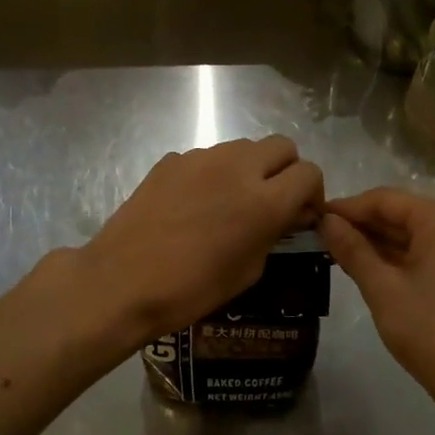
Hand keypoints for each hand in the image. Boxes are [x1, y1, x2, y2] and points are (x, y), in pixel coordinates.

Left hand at [71, 137, 323, 348]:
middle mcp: (238, 168)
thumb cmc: (191, 289)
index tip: (301, 214)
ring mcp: (202, 158)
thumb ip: (275, 233)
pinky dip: (214, 174)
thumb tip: (290, 215)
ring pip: (244, 147)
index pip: (309, 173)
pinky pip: (208, 157)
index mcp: (264, 200)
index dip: (312, 193)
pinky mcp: (172, 160)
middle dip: (286, 170)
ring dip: (250, 168)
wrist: (121, 281)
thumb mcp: (248, 271)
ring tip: (232, 201)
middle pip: (282, 146)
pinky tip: (196, 204)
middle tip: (273, 200)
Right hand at [319, 188, 434, 396]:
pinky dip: (388, 257)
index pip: (383, 199)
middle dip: (358, 223)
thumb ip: (352, 250)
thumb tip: (326, 221)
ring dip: (371, 241)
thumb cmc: (429, 329)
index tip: (311, 217)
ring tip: (330, 250)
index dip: (346, 207)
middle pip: (396, 212)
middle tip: (316, 235)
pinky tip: (359, 266)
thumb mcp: (382, 288)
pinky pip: (415, 252)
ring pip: (404, 233)